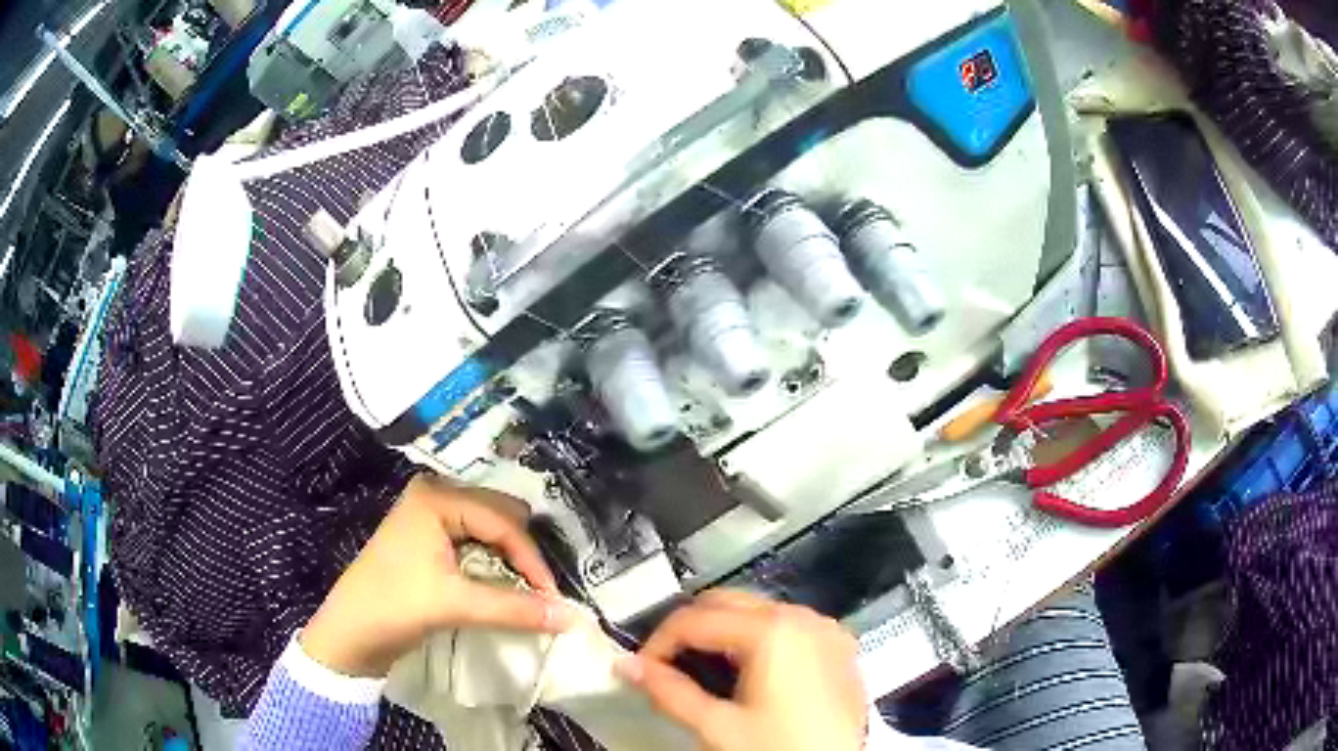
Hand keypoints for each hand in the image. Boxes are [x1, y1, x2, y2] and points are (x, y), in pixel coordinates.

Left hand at [301, 474, 574, 676]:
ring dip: (509, 557)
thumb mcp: (455, 604)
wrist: (350, 632)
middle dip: (523, 553)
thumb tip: (571, 617)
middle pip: (500, 515)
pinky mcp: (427, 535)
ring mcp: (429, 513)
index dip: (531, 560)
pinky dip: (493, 560)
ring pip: (489, 526)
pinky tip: (500, 584)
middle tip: (540, 591)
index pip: (503, 522)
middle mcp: (435, 493)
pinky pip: (475, 538)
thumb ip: (514, 608)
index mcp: (437, 497)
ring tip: (524, 590)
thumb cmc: (394, 607)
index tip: (552, 598)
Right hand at [619, 590, 866, 750]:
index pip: (693, 618)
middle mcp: (801, 616)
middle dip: (690, 629)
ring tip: (704, 672)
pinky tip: (750, 673)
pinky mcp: (839, 646)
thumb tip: (627, 666)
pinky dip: (759, 639)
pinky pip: (789, 626)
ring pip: (758, 611)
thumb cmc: (778, 749)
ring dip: (723, 632)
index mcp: (770, 630)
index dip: (658, 642)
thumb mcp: (717, 727)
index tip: (641, 669)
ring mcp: (826, 629)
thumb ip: (668, 692)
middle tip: (667, 666)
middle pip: (726, 602)